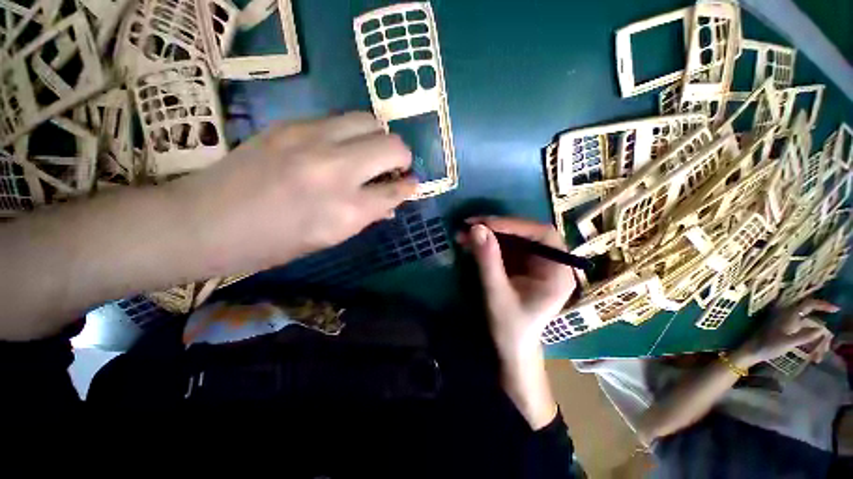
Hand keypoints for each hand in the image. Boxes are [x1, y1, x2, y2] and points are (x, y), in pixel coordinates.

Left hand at [172, 112, 416, 273]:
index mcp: (346, 211)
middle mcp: (336, 170)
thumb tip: (391, 204)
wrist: (205, 221)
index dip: (409, 187)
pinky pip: (338, 119)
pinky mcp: (291, 124)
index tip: (412, 184)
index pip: (395, 190)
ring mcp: (311, 140)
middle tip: (393, 167)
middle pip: (392, 145)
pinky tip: (338, 148)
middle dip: (401, 157)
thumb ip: (366, 216)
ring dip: (377, 138)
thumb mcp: (329, 238)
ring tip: (368, 153)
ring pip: (368, 120)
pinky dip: (349, 133)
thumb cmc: (273, 243)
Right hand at [457, 217, 575, 428]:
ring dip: (488, 233)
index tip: (486, 223)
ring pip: (513, 238)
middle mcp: (550, 262)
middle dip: (497, 227)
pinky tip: (470, 242)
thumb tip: (476, 228)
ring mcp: (535, 263)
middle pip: (527, 233)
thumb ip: (488, 260)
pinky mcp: (521, 265)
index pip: (542, 235)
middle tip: (470, 224)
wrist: (510, 348)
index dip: (514, 225)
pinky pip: (505, 247)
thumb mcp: (497, 294)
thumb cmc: (510, 327)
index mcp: (558, 272)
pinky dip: (487, 242)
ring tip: (464, 232)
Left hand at [736, 298, 837, 366]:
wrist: (752, 351)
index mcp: (789, 315)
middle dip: (822, 335)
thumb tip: (822, 329)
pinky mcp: (787, 333)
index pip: (809, 304)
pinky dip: (811, 346)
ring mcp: (789, 325)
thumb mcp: (788, 342)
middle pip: (813, 321)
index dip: (823, 305)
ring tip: (818, 358)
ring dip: (817, 343)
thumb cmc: (768, 346)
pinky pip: (804, 336)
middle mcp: (790, 317)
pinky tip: (814, 358)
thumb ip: (805, 335)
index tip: (837, 310)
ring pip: (810, 330)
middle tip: (825, 350)